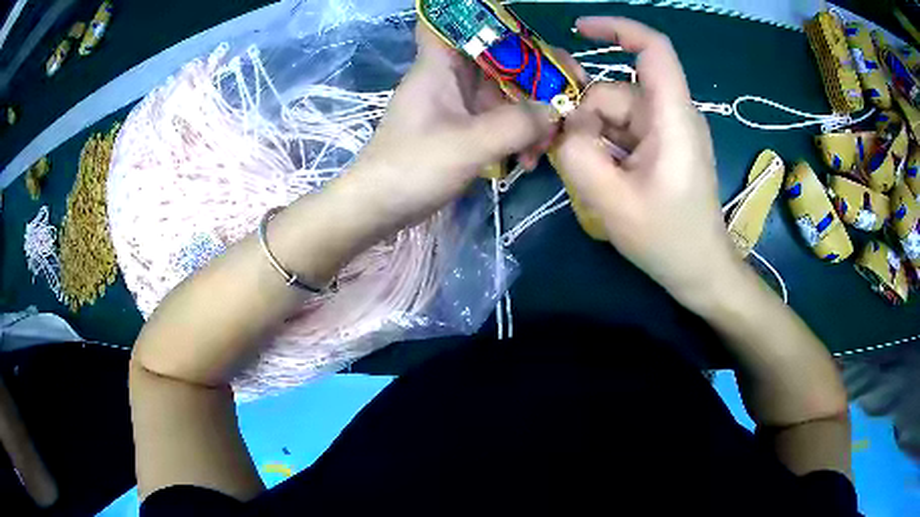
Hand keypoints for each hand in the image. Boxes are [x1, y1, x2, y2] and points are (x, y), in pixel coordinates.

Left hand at [345, 23, 558, 233]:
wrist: (378, 209)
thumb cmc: (411, 168)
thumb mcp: (467, 145)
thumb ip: (515, 125)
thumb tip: (556, 110)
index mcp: (438, 67)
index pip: (453, 22)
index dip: (486, 19)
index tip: (527, 32)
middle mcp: (449, 79)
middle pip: (499, 59)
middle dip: (536, 78)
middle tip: (569, 99)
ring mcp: (457, 106)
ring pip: (504, 94)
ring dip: (531, 116)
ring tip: (545, 148)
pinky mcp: (462, 130)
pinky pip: (499, 121)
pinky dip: (517, 136)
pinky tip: (528, 161)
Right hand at [554, 17, 737, 307]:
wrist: (701, 272)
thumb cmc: (668, 241)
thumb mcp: (613, 202)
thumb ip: (578, 155)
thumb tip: (566, 125)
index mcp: (672, 118)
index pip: (653, 49)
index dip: (617, 29)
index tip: (579, 30)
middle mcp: (672, 116)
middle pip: (617, 91)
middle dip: (585, 116)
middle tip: (562, 155)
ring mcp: (667, 132)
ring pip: (615, 114)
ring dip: (592, 138)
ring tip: (585, 179)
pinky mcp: (662, 148)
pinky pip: (623, 132)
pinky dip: (604, 147)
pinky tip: (599, 177)